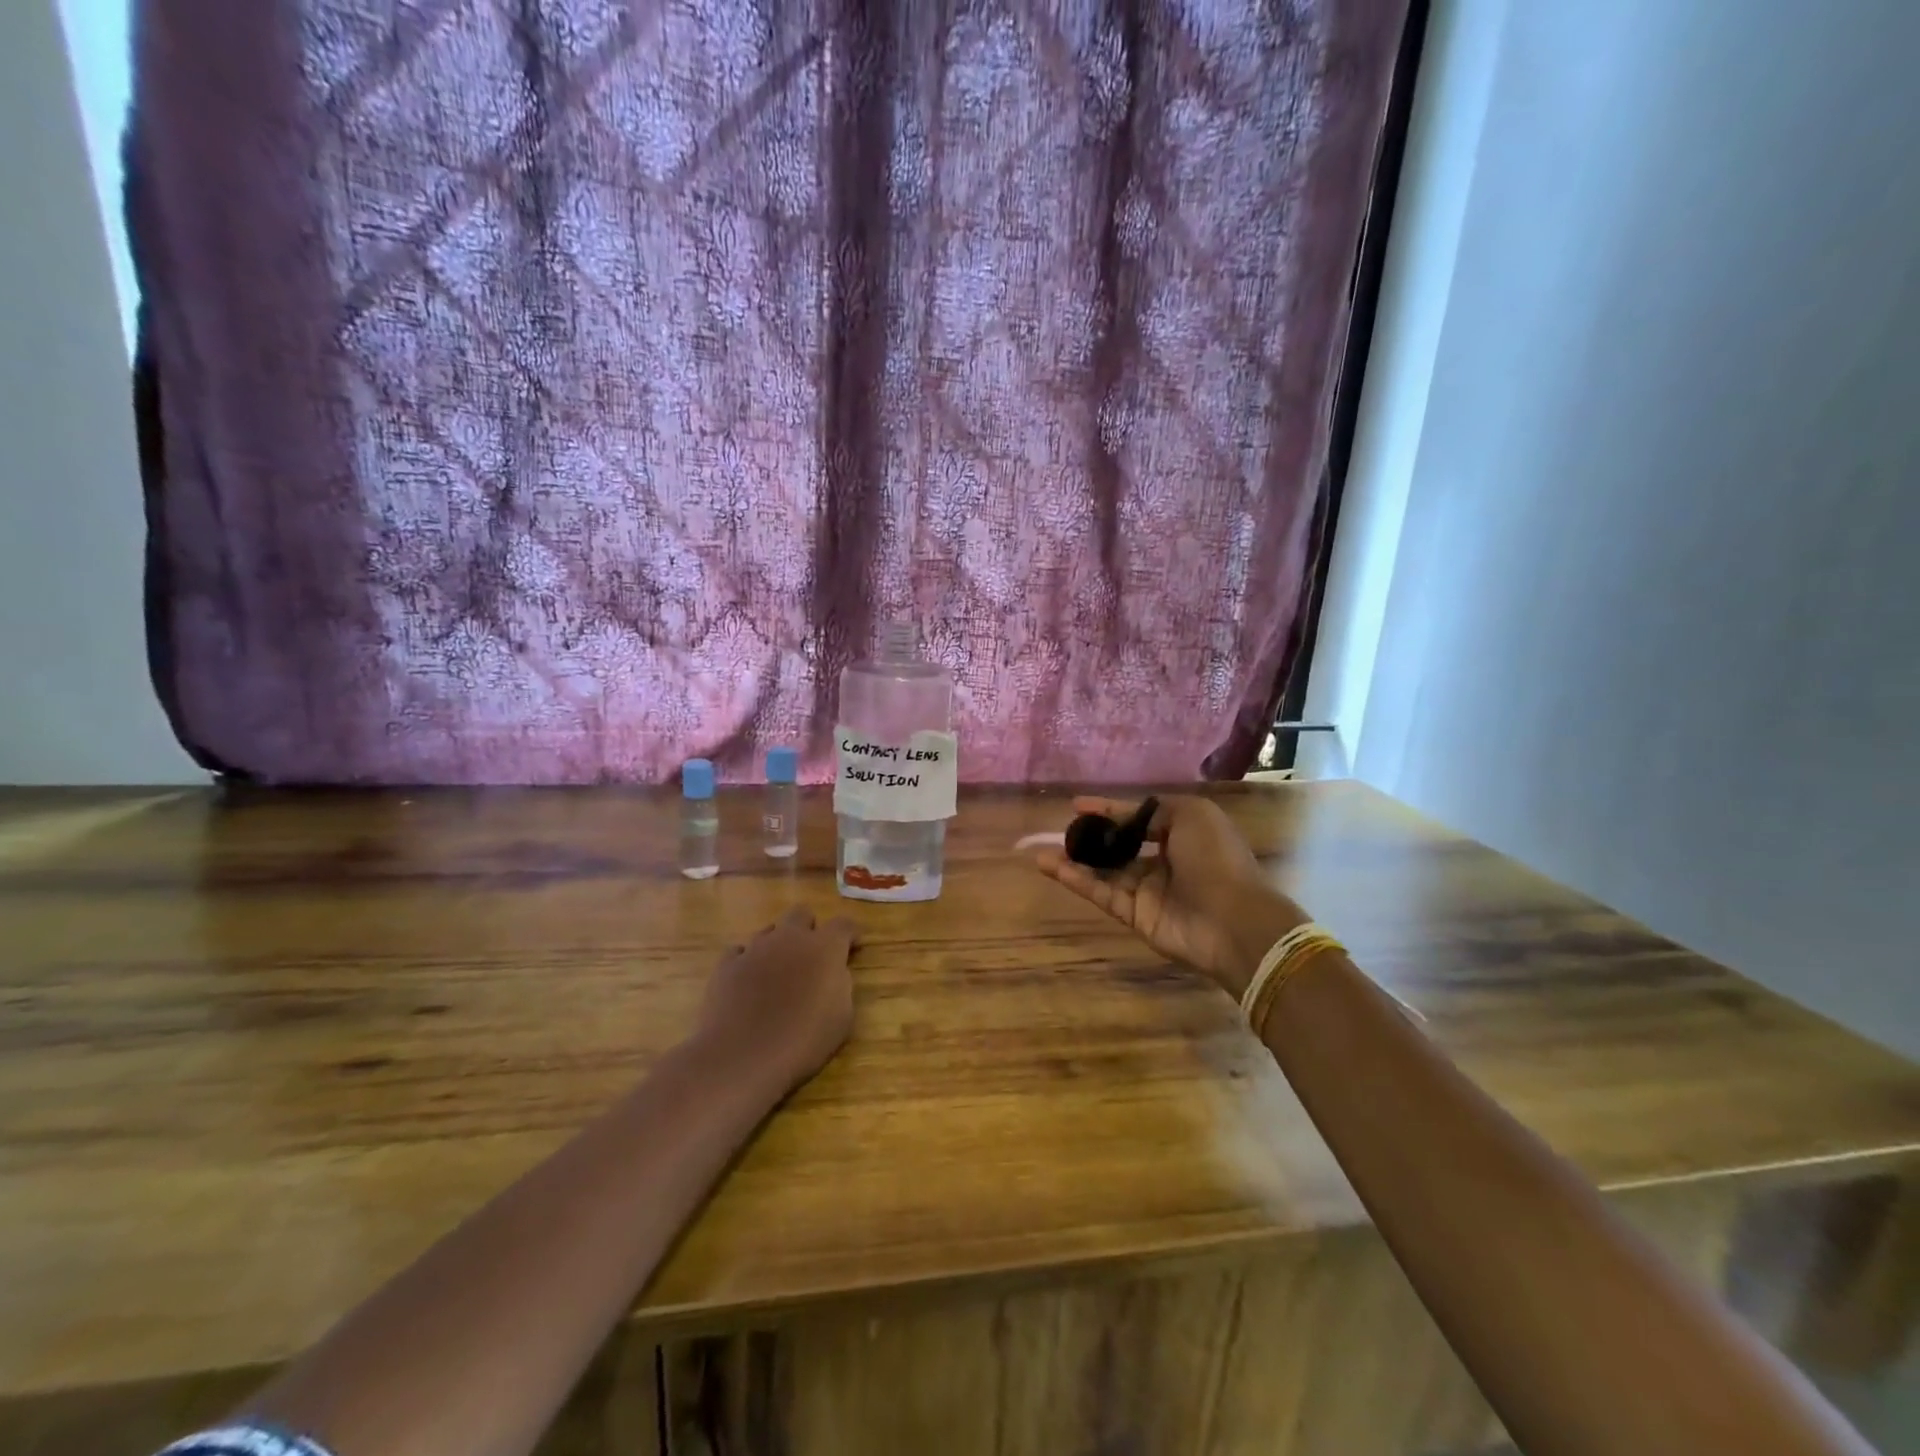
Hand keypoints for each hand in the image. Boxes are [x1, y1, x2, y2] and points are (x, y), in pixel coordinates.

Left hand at [694, 906, 858, 1091]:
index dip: (850, 934)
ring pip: (769, 931)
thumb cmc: (804, 1040)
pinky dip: (747, 962)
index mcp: (824, 947)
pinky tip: (748, 982)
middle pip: (802, 914)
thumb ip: (841, 985)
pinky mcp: (727, 965)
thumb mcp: (842, 1017)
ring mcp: (755, 948)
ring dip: (778, 946)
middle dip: (809, 929)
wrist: (744, 1057)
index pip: (843, 924)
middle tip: (811, 956)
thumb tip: (832, 973)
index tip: (853, 946)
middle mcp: (790, 938)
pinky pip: (740, 952)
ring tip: (778, 973)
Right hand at [1033, 796, 1296, 998]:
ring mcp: (1149, 891)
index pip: (1140, 819)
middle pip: (1120, 847)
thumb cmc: (1215, 858)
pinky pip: (1101, 893)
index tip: (1078, 806)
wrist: (1233, 920)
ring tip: (1041, 851)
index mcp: (1183, 835)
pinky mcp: (1135, 915)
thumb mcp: (1191, 814)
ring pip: (1105, 872)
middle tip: (1062, 831)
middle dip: (1091, 838)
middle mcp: (1164, 862)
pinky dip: (1076, 881)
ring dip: (1075, 861)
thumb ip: (1153, 810)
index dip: (1110, 811)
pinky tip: (1051, 866)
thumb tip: (1120, 813)